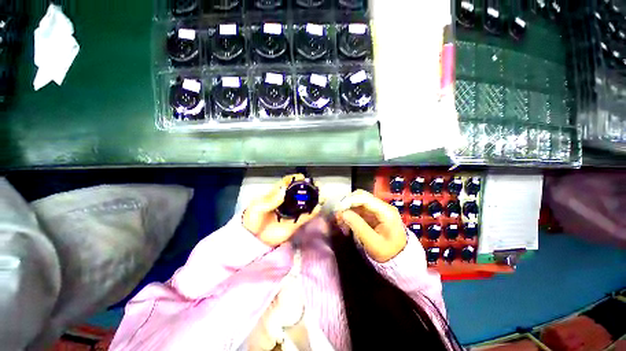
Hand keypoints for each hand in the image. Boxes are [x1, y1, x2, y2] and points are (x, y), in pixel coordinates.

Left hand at [243, 174, 321, 246]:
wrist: (253, 239)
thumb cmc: (252, 220)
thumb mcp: (257, 208)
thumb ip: (270, 200)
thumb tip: (284, 189)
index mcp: (275, 195)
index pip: (286, 183)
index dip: (294, 179)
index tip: (302, 177)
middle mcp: (286, 201)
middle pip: (298, 192)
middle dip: (307, 188)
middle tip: (316, 185)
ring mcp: (291, 212)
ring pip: (304, 203)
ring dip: (313, 199)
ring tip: (321, 194)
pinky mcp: (294, 223)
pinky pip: (305, 217)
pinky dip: (312, 212)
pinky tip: (318, 207)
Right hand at [335, 190, 406, 262]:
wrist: (401, 260)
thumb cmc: (388, 253)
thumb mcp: (373, 243)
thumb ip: (358, 226)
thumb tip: (343, 213)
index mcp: (386, 211)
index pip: (364, 198)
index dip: (349, 201)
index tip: (338, 210)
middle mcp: (382, 206)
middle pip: (361, 196)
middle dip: (347, 204)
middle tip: (338, 216)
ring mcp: (378, 209)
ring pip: (358, 202)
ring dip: (348, 209)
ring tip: (340, 222)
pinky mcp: (373, 214)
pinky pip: (359, 209)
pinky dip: (351, 214)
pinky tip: (346, 224)